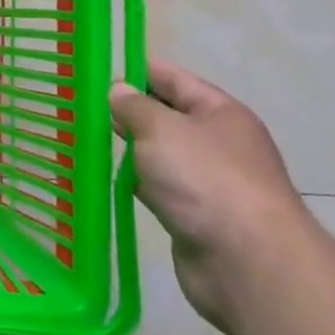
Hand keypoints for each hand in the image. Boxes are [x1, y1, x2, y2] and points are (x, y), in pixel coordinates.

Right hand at [110, 61, 318, 332]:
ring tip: (88, 138)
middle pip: (167, 116)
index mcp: (220, 112)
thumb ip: (134, 106)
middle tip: (85, 106)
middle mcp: (219, 143)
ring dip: (131, 149)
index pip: (173, 78)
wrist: (248, 264)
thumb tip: (118, 91)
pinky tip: (109, 179)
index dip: (136, 70)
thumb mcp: (161, 129)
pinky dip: (137, 183)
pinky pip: (160, 188)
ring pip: (161, 155)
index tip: (98, 70)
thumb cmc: (205, 179)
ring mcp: (210, 183)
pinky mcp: (197, 217)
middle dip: (130, 111)